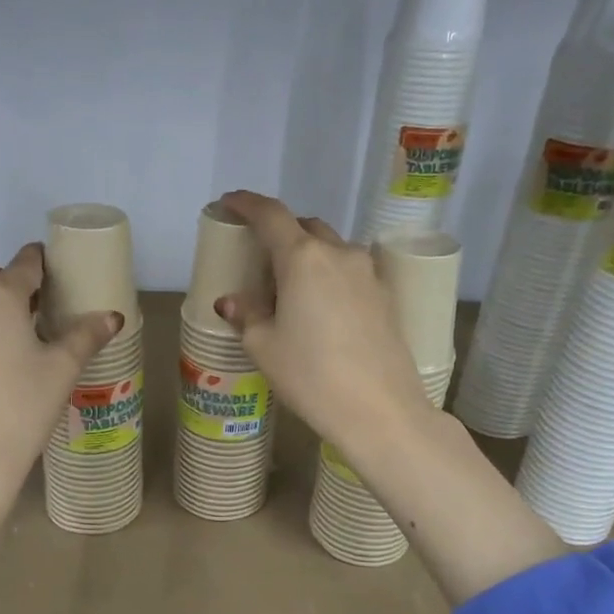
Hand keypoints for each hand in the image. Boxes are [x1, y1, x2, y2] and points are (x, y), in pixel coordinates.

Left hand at [0, 243, 122, 493]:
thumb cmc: (19, 407)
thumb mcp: (61, 370)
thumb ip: (86, 336)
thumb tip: (112, 316)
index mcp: (0, 293)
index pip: (26, 262)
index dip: (43, 263)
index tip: (56, 273)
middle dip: (6, 281)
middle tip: (31, 309)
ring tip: (9, 338)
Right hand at [213, 191, 431, 463]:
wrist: (380, 410)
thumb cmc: (311, 375)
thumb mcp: (264, 346)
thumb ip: (247, 314)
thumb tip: (233, 301)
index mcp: (302, 258)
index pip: (270, 215)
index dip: (246, 204)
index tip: (229, 203)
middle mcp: (338, 254)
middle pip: (304, 227)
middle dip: (278, 231)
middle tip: (258, 256)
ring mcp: (367, 273)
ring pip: (330, 248)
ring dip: (307, 254)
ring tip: (289, 286)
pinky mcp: (385, 296)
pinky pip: (348, 271)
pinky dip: (328, 275)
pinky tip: (319, 306)